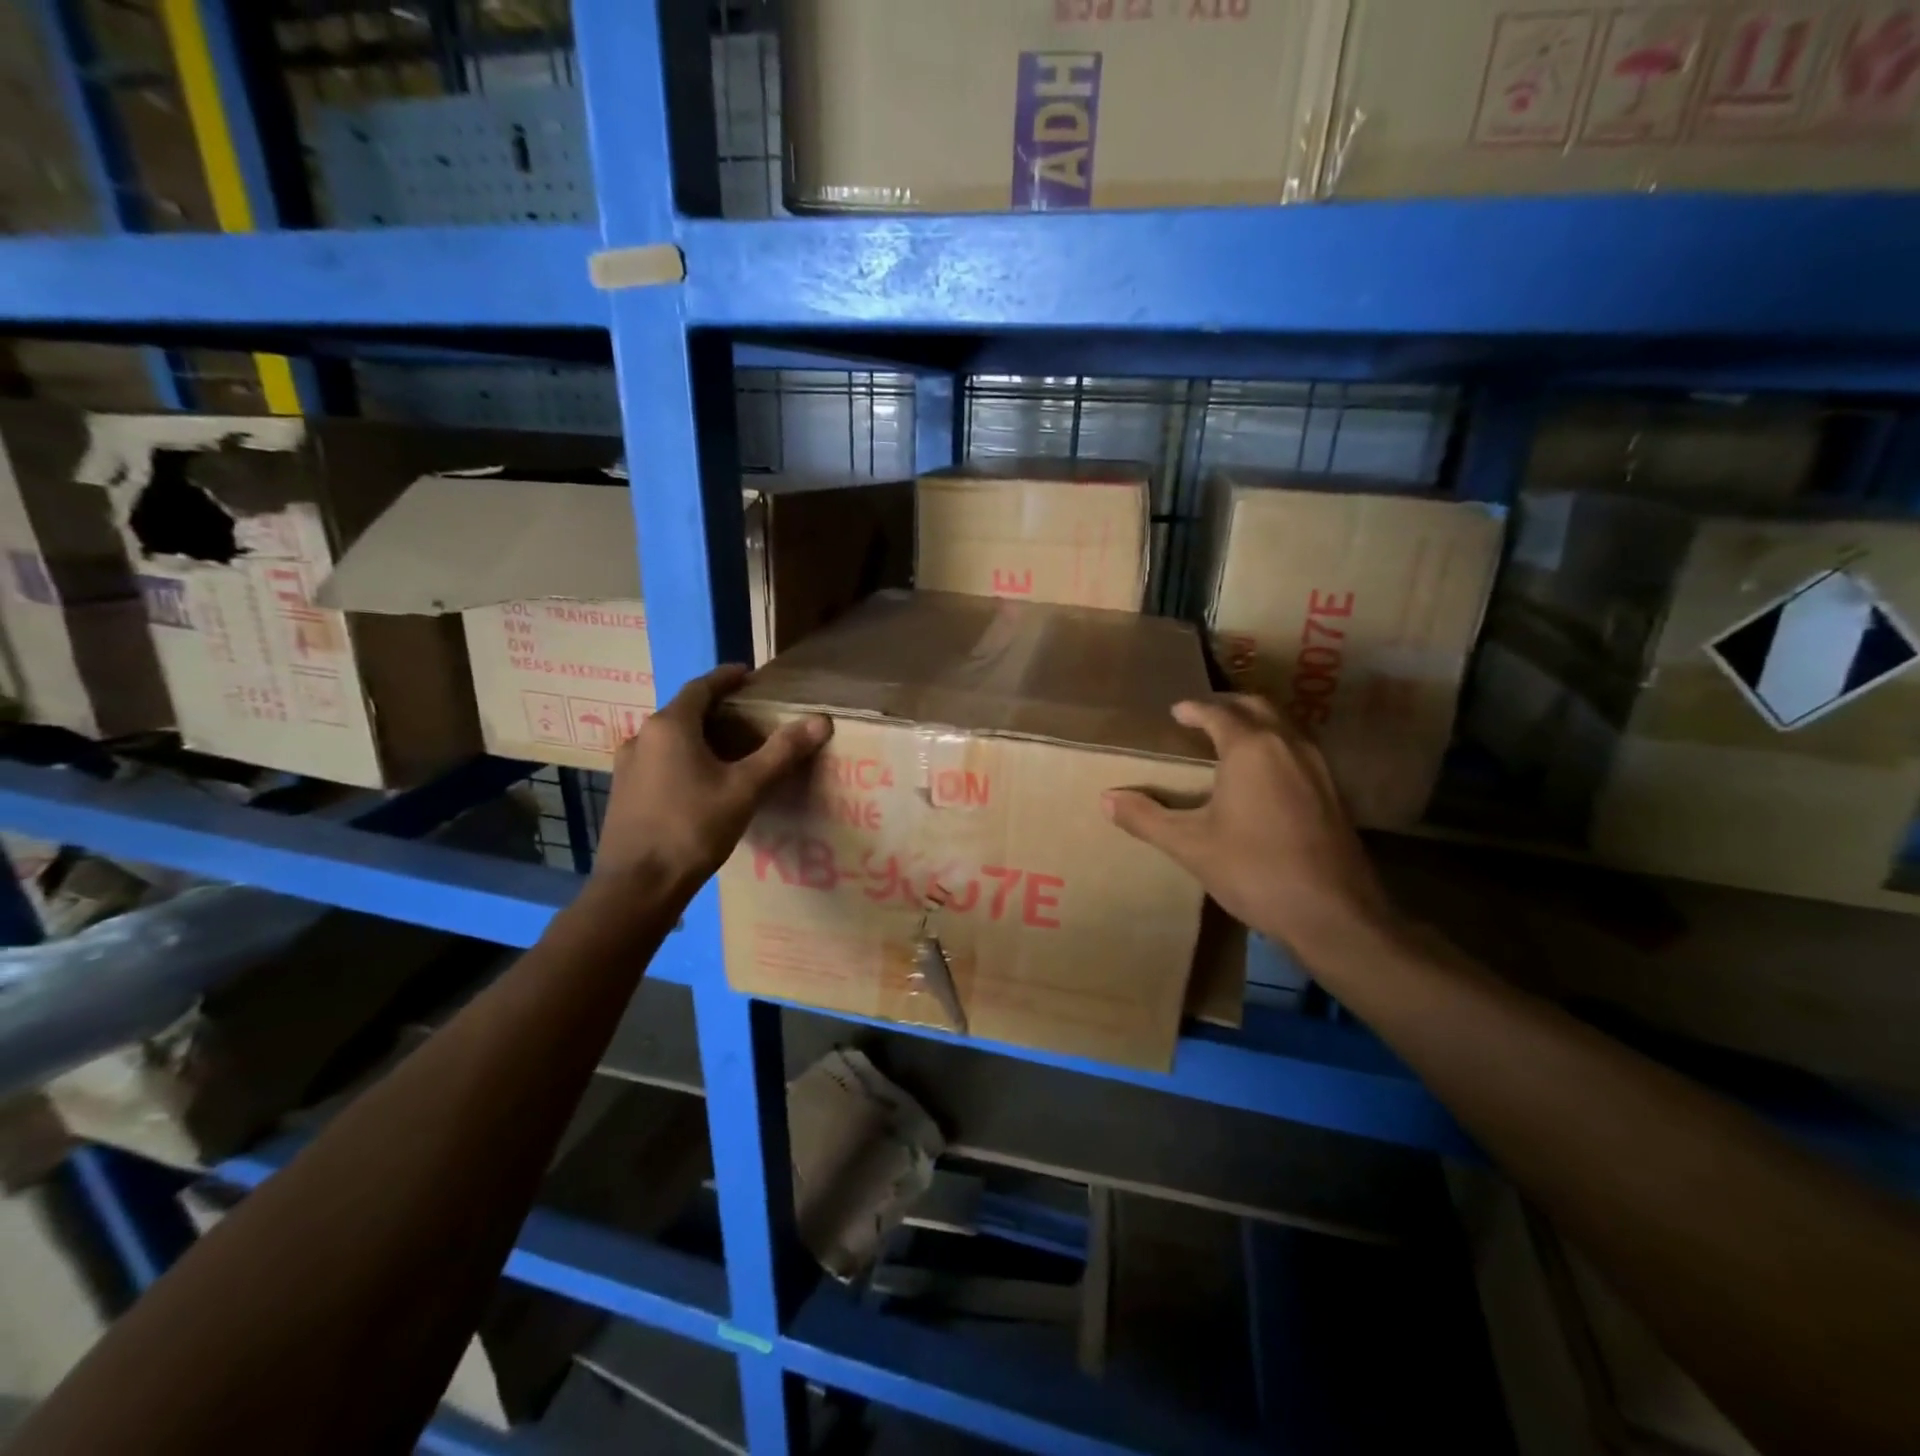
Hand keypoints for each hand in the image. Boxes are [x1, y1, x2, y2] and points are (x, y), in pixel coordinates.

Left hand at [592, 665, 830, 893]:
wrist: (638, 886)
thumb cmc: (692, 828)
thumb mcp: (745, 789)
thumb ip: (781, 752)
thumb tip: (820, 720)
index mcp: (669, 726)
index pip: (701, 687)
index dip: (726, 678)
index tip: (749, 674)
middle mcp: (642, 737)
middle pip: (684, 711)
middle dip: (717, 709)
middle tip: (750, 715)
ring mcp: (627, 766)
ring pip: (670, 739)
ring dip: (699, 736)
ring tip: (730, 748)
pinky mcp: (624, 793)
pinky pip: (659, 761)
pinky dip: (684, 758)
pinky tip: (702, 780)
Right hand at [1103, 694, 1396, 969]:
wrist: (1333, 913)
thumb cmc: (1254, 870)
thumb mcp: (1190, 845)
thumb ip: (1146, 818)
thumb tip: (1106, 799)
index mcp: (1250, 748)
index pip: (1218, 712)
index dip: (1193, 709)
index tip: (1176, 711)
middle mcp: (1287, 744)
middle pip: (1257, 706)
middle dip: (1228, 705)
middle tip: (1202, 715)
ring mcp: (1317, 766)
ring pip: (1284, 725)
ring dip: (1255, 722)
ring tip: (1230, 740)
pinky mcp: (1333, 791)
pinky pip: (1298, 748)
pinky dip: (1275, 744)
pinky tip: (1263, 775)